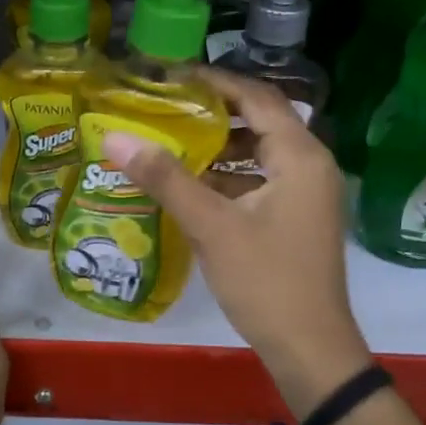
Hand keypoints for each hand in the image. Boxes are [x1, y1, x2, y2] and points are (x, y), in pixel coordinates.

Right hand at [101, 69, 370, 414]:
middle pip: (260, 121)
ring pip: (258, 154)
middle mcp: (310, 166)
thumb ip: (165, 178)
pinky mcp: (296, 218)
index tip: (172, 76)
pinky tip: (190, 185)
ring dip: (218, 147)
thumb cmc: (266, 281)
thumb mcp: (212, 226)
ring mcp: (306, 195)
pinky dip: (227, 177)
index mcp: (301, 157)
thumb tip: (114, 137)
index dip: (216, 81)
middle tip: (165, 106)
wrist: (310, 348)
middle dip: (213, 112)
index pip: (258, 97)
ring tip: (169, 140)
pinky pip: (260, 181)